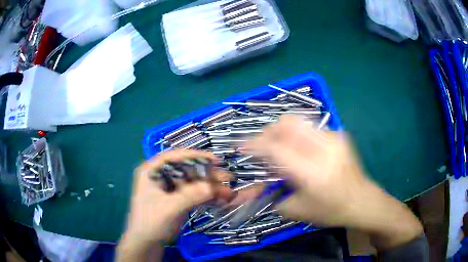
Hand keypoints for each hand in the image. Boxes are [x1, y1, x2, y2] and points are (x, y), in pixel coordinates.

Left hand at [117, 150, 231, 260]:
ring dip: (210, 187)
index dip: (195, 155)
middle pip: (187, 170)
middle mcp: (162, 176)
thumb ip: (189, 196)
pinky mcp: (178, 199)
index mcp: (152, 171)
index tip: (215, 159)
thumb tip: (212, 186)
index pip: (174, 157)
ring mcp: (171, 188)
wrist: (147, 243)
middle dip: (207, 175)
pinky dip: (207, 196)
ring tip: (229, 191)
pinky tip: (221, 198)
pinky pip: (195, 194)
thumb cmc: (150, 222)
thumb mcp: (168, 208)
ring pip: (194, 182)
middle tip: (228, 177)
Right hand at [247, 115, 422, 248]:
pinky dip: (297, 134)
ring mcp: (334, 138)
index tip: (240, 144)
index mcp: (312, 173)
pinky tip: (300, 148)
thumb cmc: (331, 211)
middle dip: (268, 132)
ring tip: (280, 145)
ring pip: (298, 120)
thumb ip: (275, 193)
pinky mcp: (339, 134)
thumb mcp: (298, 210)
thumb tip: (265, 177)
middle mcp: (324, 149)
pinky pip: (310, 127)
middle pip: (287, 124)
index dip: (255, 144)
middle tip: (263, 146)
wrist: (361, 200)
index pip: (277, 149)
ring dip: (282, 130)